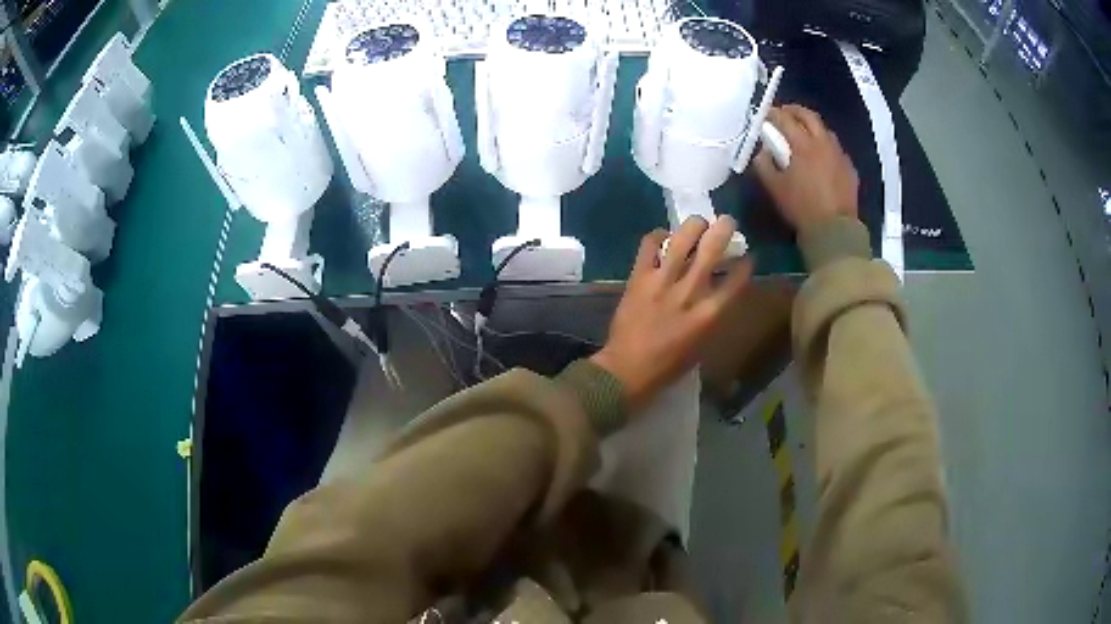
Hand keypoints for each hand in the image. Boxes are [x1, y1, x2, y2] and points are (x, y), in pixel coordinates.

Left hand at [591, 216, 752, 412]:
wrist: (627, 370)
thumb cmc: (669, 365)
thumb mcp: (702, 344)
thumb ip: (713, 314)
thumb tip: (719, 289)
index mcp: (709, 314)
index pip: (737, 280)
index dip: (745, 263)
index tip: (747, 256)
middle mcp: (689, 292)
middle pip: (712, 249)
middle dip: (724, 228)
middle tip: (727, 221)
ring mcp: (662, 282)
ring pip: (682, 239)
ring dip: (694, 225)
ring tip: (698, 224)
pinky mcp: (638, 277)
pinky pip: (649, 244)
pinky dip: (658, 235)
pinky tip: (663, 237)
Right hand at [754, 105, 859, 230]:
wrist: (834, 230)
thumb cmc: (801, 208)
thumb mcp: (775, 188)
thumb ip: (764, 165)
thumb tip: (762, 151)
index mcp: (803, 145)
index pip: (785, 119)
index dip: (772, 114)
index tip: (764, 115)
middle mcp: (823, 143)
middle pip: (809, 116)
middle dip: (794, 111)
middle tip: (784, 113)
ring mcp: (839, 155)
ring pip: (825, 130)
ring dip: (812, 126)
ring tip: (803, 133)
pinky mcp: (849, 168)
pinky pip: (836, 149)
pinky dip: (825, 145)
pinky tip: (821, 156)